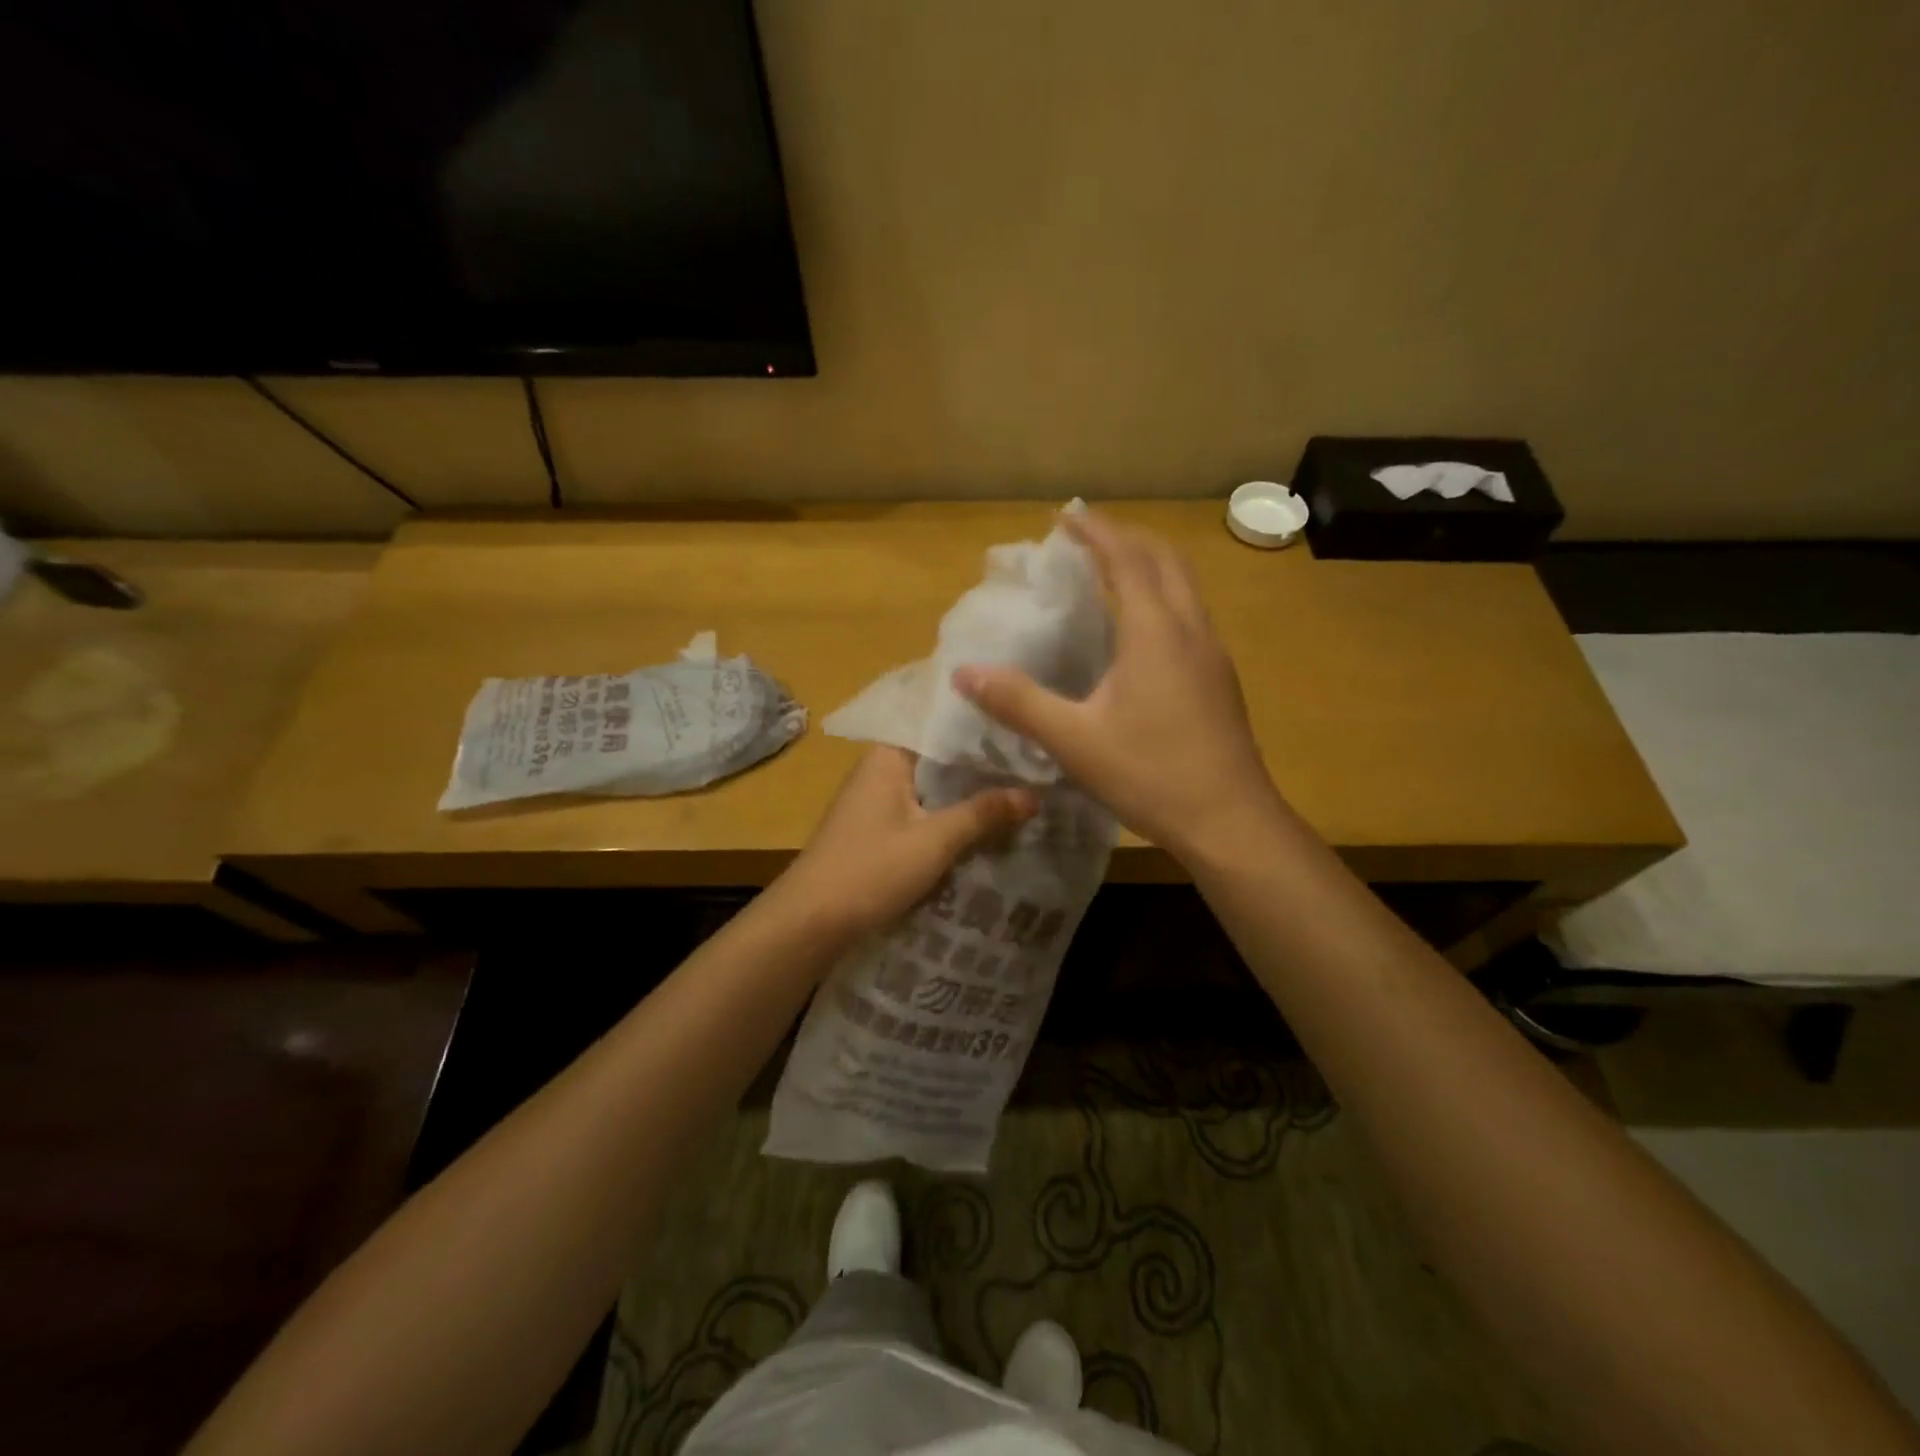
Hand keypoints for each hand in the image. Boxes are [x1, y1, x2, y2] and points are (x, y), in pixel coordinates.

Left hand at [771, 746, 1037, 944]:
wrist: (811, 921)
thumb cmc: (871, 869)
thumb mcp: (935, 841)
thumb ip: (984, 813)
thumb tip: (1034, 794)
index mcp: (888, 756)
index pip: (942, 726)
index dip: (983, 728)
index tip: (1025, 729)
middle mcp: (880, 768)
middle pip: (940, 758)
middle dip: (982, 765)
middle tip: (1035, 765)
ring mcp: (875, 800)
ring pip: (932, 788)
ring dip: (967, 794)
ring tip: (1021, 791)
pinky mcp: (875, 829)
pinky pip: (921, 811)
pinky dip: (949, 816)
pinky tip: (983, 825)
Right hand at [953, 510, 1280, 864]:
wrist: (1231, 822)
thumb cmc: (1152, 775)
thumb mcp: (1074, 741)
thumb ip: (1018, 702)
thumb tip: (964, 673)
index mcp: (1156, 632)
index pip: (1127, 559)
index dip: (1096, 532)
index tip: (1066, 516)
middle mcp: (1191, 630)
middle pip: (1166, 559)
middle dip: (1128, 538)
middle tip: (1088, 540)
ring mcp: (1213, 655)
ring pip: (1185, 587)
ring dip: (1150, 566)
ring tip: (1112, 575)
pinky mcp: (1220, 680)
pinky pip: (1190, 616)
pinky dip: (1163, 599)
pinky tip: (1141, 634)